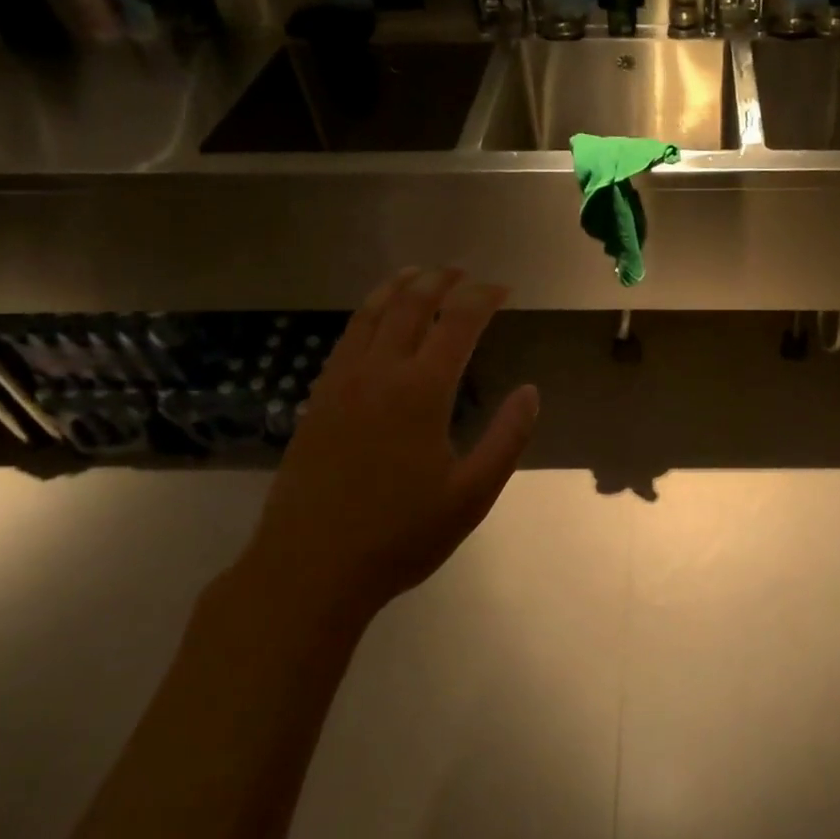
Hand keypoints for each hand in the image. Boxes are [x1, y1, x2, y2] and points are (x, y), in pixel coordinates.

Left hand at [245, 267, 538, 620]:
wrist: (309, 568)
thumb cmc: (400, 535)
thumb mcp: (471, 495)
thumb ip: (507, 438)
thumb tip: (530, 391)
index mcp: (421, 391)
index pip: (457, 322)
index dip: (483, 297)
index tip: (503, 288)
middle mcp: (379, 374)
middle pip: (410, 306)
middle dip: (441, 280)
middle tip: (464, 271)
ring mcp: (341, 384)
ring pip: (371, 315)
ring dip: (399, 287)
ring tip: (419, 273)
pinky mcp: (318, 400)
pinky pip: (346, 339)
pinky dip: (367, 314)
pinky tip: (375, 319)